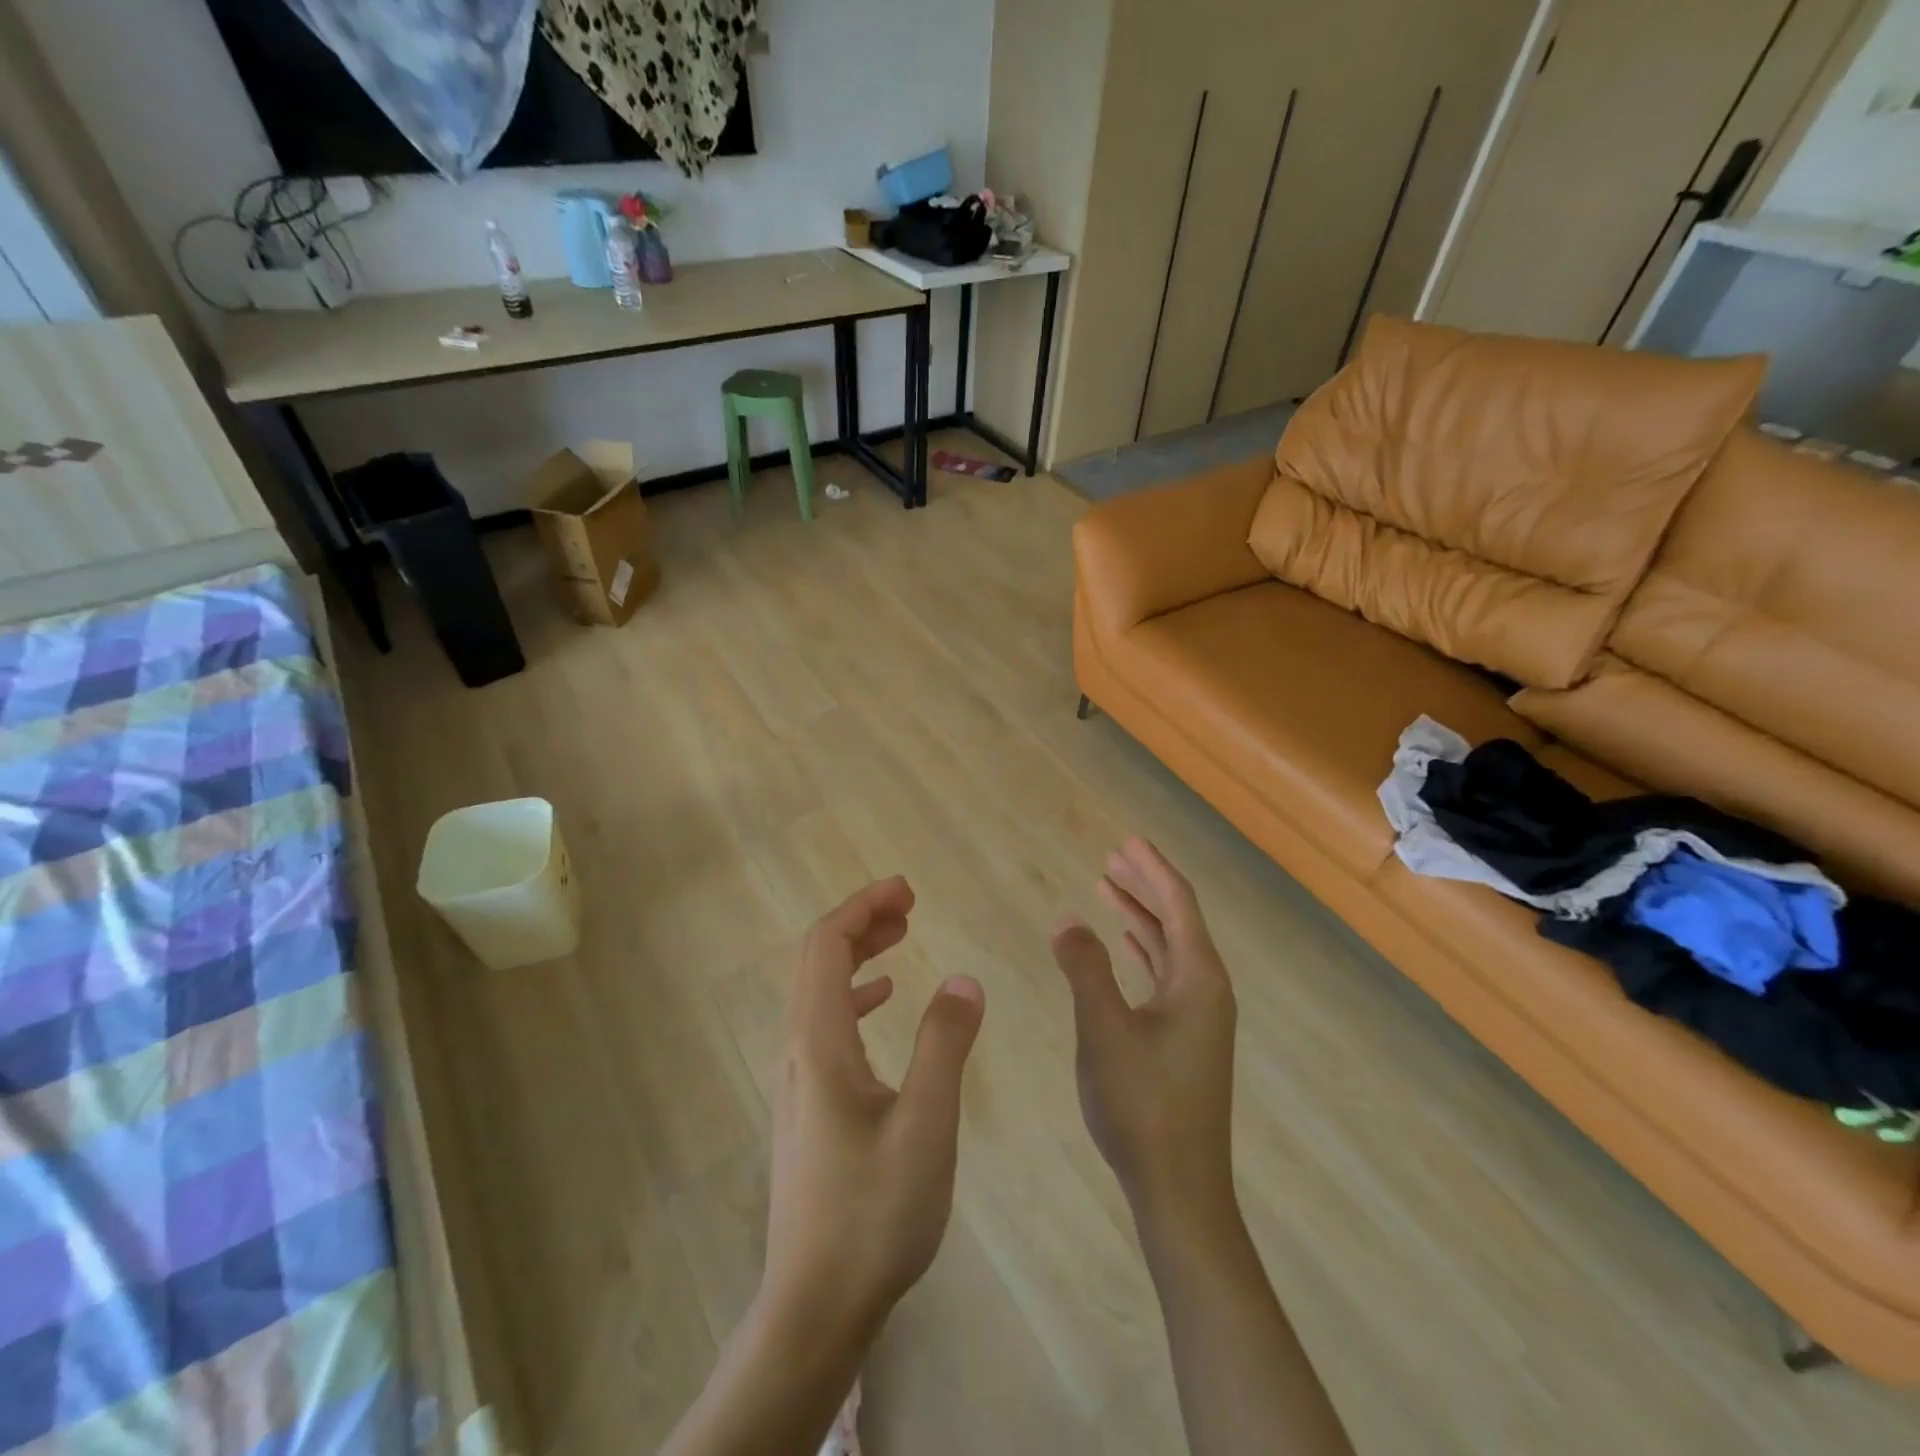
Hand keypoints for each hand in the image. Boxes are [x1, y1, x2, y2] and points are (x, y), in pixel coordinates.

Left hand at [763, 876, 985, 1344]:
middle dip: (860, 920)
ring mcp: (798, 1078)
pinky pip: (825, 1022)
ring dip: (857, 953)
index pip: (826, 945)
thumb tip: (964, 978)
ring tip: (901, 938)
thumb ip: (945, 1044)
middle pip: (817, 959)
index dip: (863, 906)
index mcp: (819, 1042)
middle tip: (909, 905)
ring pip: (819, 990)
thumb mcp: (926, 1125)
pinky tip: (882, 1000)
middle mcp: (798, 1049)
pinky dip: (854, 994)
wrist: (815, 1305)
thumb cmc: (874, 1213)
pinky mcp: (808, 1103)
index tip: (907, 889)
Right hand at [1051, 838, 1237, 1229]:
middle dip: (1145, 885)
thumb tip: (1068, 919)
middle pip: (1176, 920)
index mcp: (1199, 978)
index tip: (1126, 840)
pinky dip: (1141, 951)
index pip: (1178, 904)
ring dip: (1140, 916)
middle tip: (1112, 858)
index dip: (1151, 868)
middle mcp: (1206, 989)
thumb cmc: (1142, 1104)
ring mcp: (1199, 1017)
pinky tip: (1122, 947)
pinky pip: (1164, 975)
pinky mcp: (1185, 1039)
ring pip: (1168, 948)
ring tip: (1108, 889)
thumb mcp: (1104, 1029)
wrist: (1179, 1189)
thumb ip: (1085, 968)